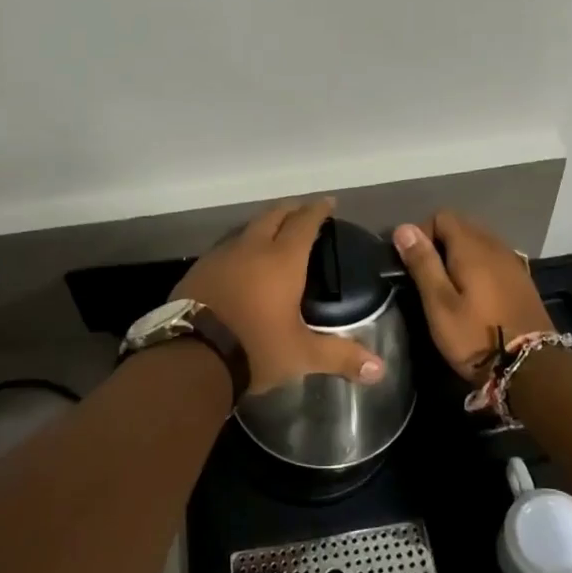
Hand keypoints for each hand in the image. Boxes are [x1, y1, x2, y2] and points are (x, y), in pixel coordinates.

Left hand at [171, 198, 386, 396]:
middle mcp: (251, 248)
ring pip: (246, 229)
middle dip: (290, 210)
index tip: (328, 203)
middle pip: (273, 215)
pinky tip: (240, 262)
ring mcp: (221, 256)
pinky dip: (240, 247)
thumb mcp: (302, 354)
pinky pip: (225, 248)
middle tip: (302, 211)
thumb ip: (340, 356)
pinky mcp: (199, 269)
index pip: (304, 223)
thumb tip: (380, 369)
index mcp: (282, 260)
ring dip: (262, 226)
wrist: (191, 356)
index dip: (317, 210)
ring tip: (272, 234)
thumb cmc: (255, 348)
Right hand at [391, 211, 550, 384]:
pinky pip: (494, 259)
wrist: (532, 368)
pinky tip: (475, 293)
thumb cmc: (476, 337)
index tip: (414, 263)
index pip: (442, 216)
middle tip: (428, 277)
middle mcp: (495, 246)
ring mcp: (513, 262)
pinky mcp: (523, 280)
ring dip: (460, 255)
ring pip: (480, 242)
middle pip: (462, 226)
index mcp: (472, 247)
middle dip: (440, 243)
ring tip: (449, 286)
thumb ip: (423, 263)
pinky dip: (479, 266)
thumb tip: (403, 228)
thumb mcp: (439, 304)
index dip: (422, 233)